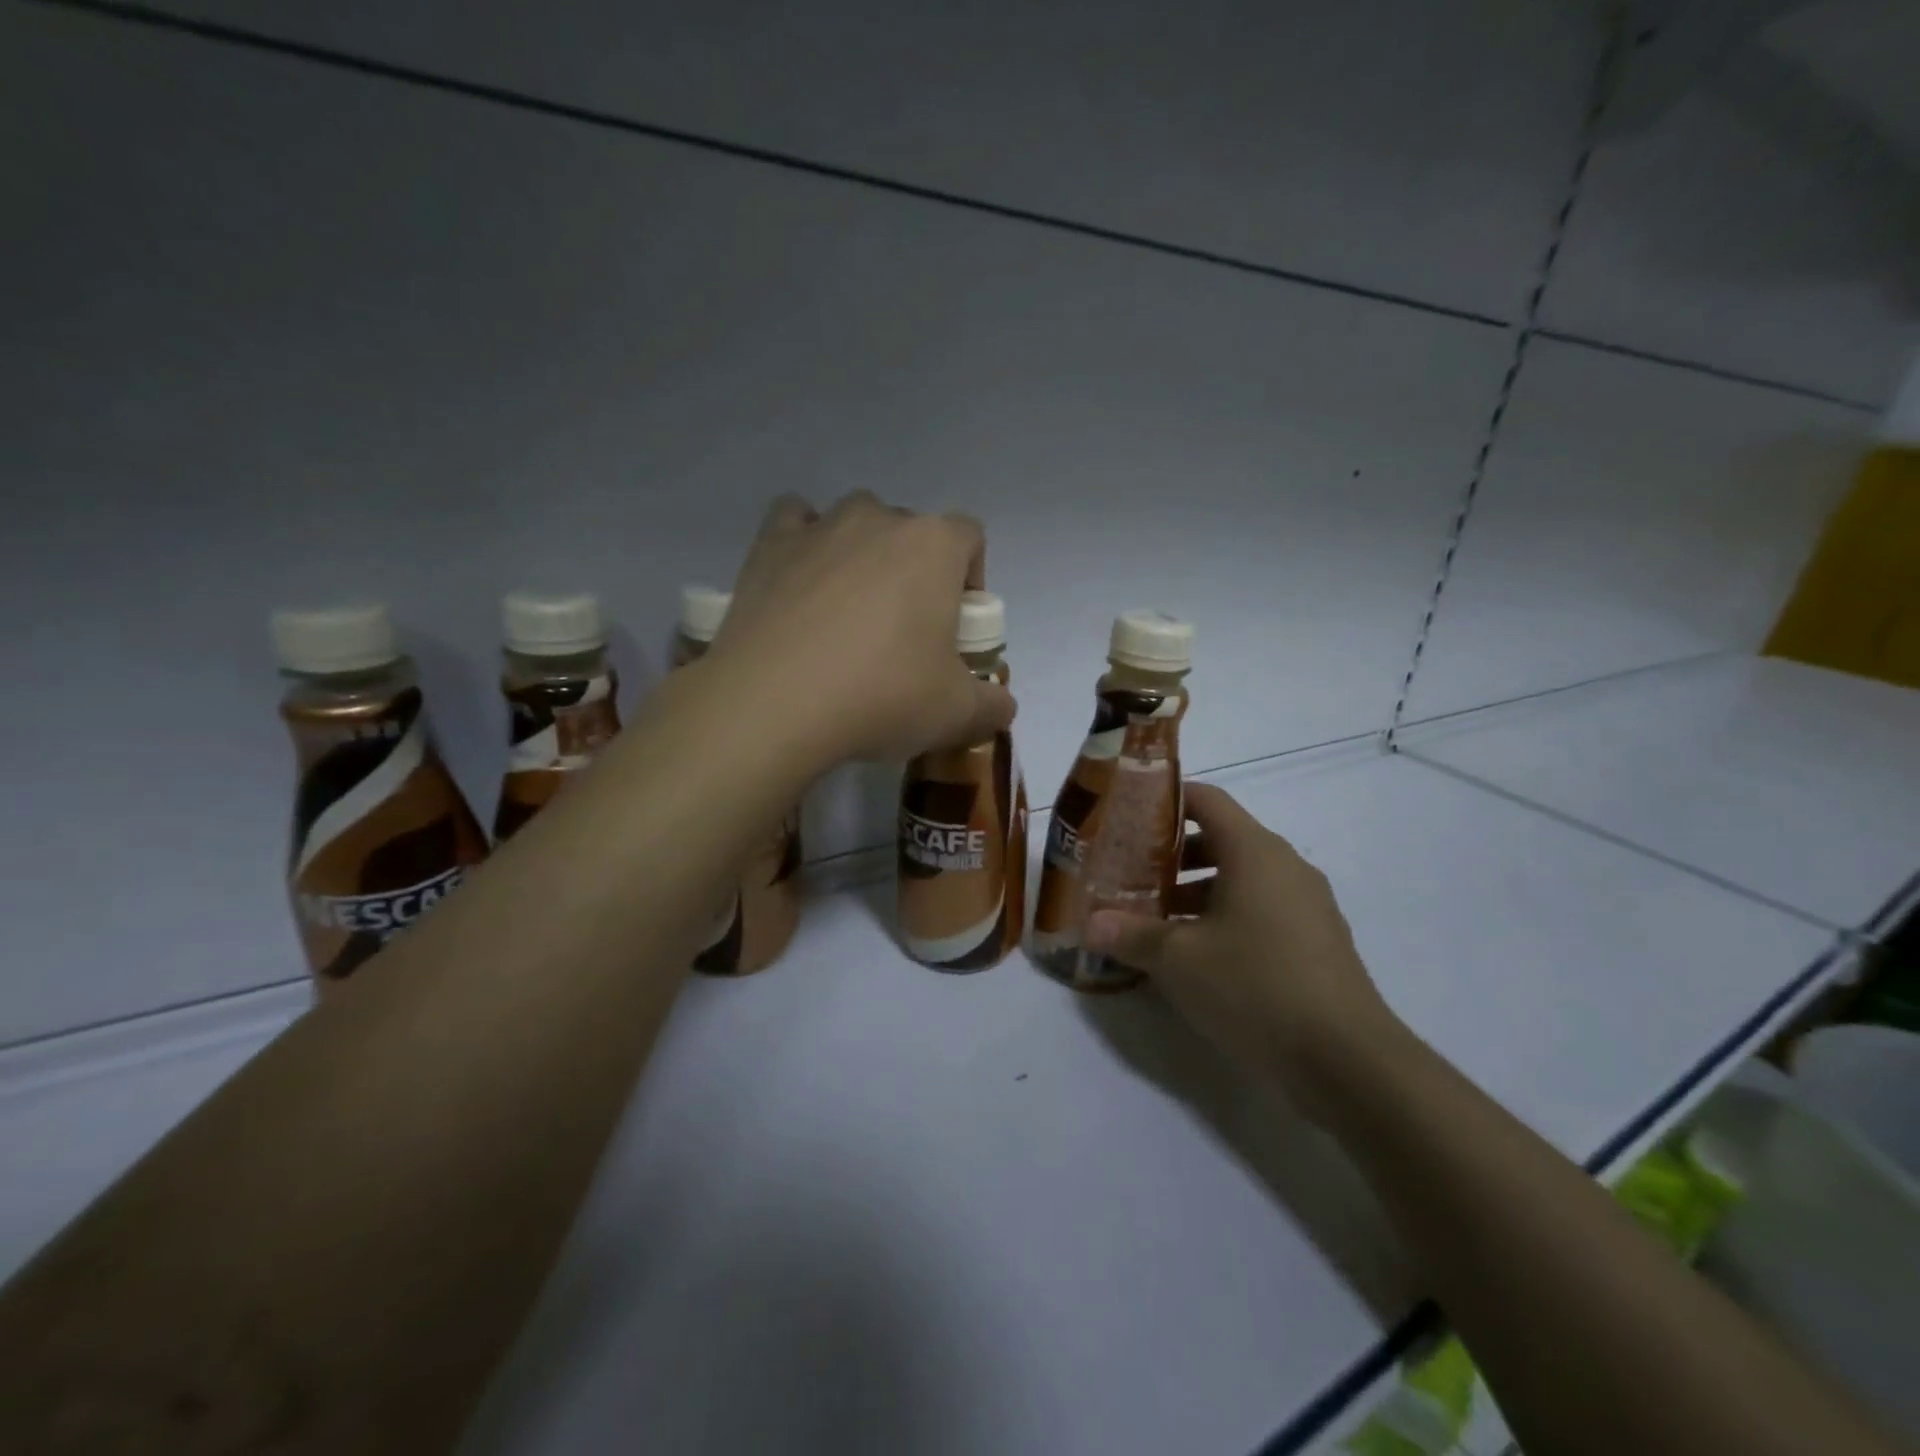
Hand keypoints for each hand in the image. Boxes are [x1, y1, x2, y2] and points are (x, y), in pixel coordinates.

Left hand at [710, 492, 1016, 766]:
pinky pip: (796, 522)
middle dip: (915, 571)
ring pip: (855, 521)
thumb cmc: (881, 696)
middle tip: (903, 631)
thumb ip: (992, 705)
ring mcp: (820, 527)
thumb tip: (1002, 706)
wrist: (775, 704)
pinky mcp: (768, 545)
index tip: (955, 624)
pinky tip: (801, 582)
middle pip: (912, 530)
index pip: (969, 537)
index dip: (969, 577)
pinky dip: (805, 542)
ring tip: (849, 610)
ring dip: (862, 553)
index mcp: (934, 546)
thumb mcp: (955, 714)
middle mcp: (879, 519)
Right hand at [1086, 784, 1399, 1113]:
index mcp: (1254, 851)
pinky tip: (1196, 956)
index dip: (1164, 800)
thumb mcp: (1179, 960)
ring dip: (1195, 891)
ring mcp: (1306, 905)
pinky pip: (1261, 910)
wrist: (1348, 1062)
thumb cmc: (1255, 986)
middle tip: (1129, 873)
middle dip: (1171, 855)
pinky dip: (1225, 918)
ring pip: (1240, 879)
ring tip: (1154, 918)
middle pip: (1220, 839)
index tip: (1127, 817)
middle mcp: (1285, 866)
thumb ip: (1131, 935)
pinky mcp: (1315, 942)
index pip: (1206, 799)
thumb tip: (1090, 924)